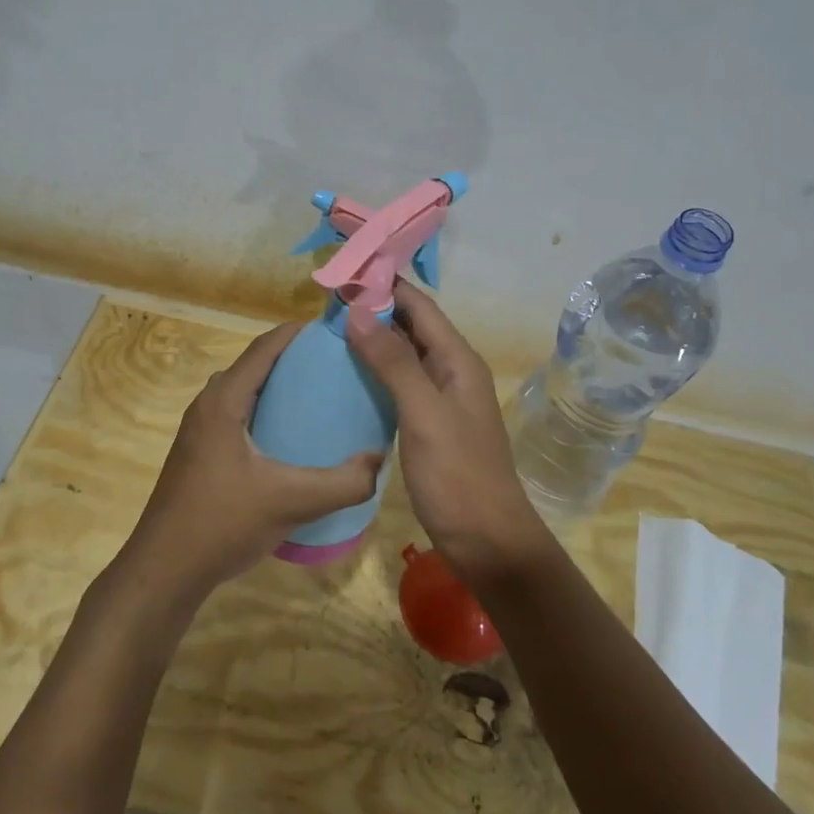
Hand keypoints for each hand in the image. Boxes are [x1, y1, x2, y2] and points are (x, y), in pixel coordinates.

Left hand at [120, 323, 383, 602]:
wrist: (163, 570)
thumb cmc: (222, 523)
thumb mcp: (291, 502)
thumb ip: (342, 483)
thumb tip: (379, 461)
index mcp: (223, 400)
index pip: (264, 347)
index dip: (299, 333)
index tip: (336, 332)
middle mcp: (207, 405)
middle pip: (255, 365)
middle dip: (295, 359)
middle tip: (338, 367)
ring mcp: (199, 429)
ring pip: (245, 391)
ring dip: (279, 387)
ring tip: (321, 398)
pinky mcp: (199, 452)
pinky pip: (238, 414)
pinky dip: (265, 411)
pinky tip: (290, 439)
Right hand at [345, 279, 549, 588]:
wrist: (487, 541)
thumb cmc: (457, 475)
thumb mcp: (424, 414)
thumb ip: (393, 362)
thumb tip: (358, 309)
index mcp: (458, 360)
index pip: (419, 306)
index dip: (384, 285)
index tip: (342, 272)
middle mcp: (452, 371)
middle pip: (413, 325)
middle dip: (375, 308)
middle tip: (326, 302)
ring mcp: (442, 398)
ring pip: (405, 353)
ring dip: (373, 338)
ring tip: (330, 330)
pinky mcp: (430, 422)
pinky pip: (401, 382)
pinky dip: (377, 370)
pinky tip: (350, 374)